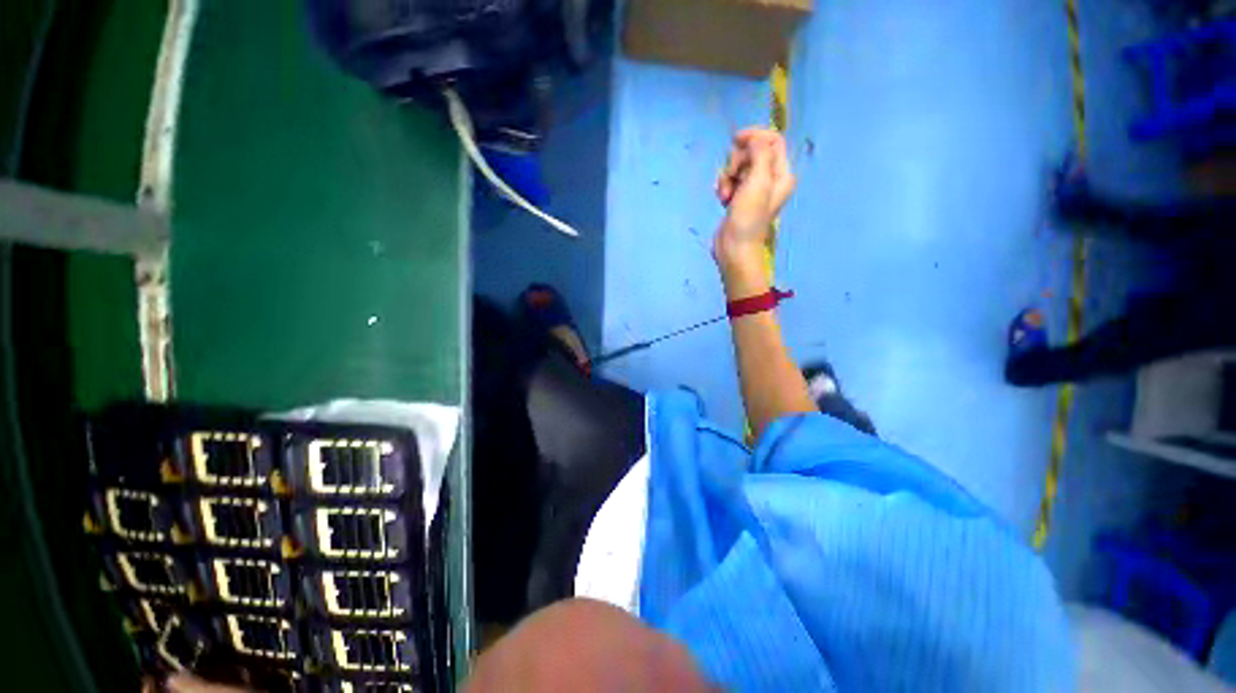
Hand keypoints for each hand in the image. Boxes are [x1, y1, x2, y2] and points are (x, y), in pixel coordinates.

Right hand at [714, 128, 794, 270]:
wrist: (734, 247)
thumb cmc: (748, 216)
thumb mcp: (758, 181)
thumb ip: (759, 153)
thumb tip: (752, 138)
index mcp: (782, 174)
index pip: (773, 141)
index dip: (755, 136)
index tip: (736, 140)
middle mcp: (770, 179)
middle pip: (752, 152)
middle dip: (737, 162)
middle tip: (734, 178)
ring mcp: (753, 189)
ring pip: (738, 167)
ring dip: (727, 177)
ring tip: (726, 196)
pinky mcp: (738, 198)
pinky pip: (730, 181)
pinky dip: (724, 187)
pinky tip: (722, 200)